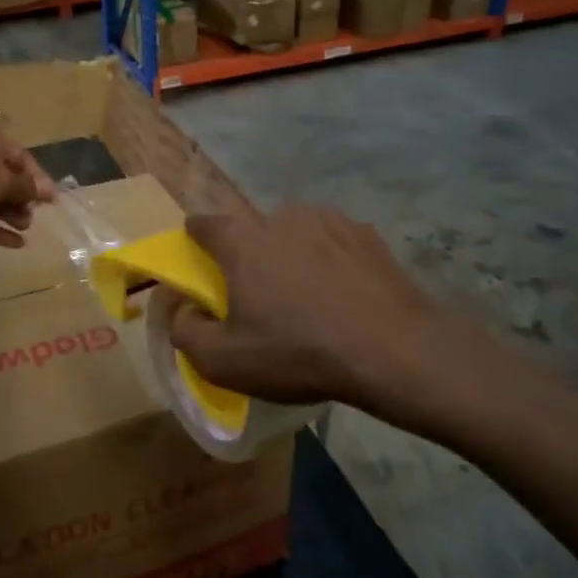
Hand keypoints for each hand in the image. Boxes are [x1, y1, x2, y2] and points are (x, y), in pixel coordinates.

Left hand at [0, 128, 54, 247]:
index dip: (37, 177)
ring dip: (11, 214)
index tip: (52, 198)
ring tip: (26, 226)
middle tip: (36, 213)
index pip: (19, 157)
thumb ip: (25, 187)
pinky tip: (18, 244)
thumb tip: (47, 191)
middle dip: (23, 197)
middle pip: (5, 180)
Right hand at [167, 206, 443, 412]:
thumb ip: (184, 331)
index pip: (202, 223)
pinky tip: (342, 296)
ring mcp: (327, 219)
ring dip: (289, 257)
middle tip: (259, 299)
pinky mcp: (365, 232)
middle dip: (247, 257)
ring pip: (293, 234)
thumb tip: (184, 310)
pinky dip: (328, 261)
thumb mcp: (222, 361)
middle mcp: (281, 215)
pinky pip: (331, 242)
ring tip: (307, 300)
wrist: (392, 350)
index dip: (195, 244)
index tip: (203, 271)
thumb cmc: (297, 352)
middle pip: (250, 230)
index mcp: (241, 239)